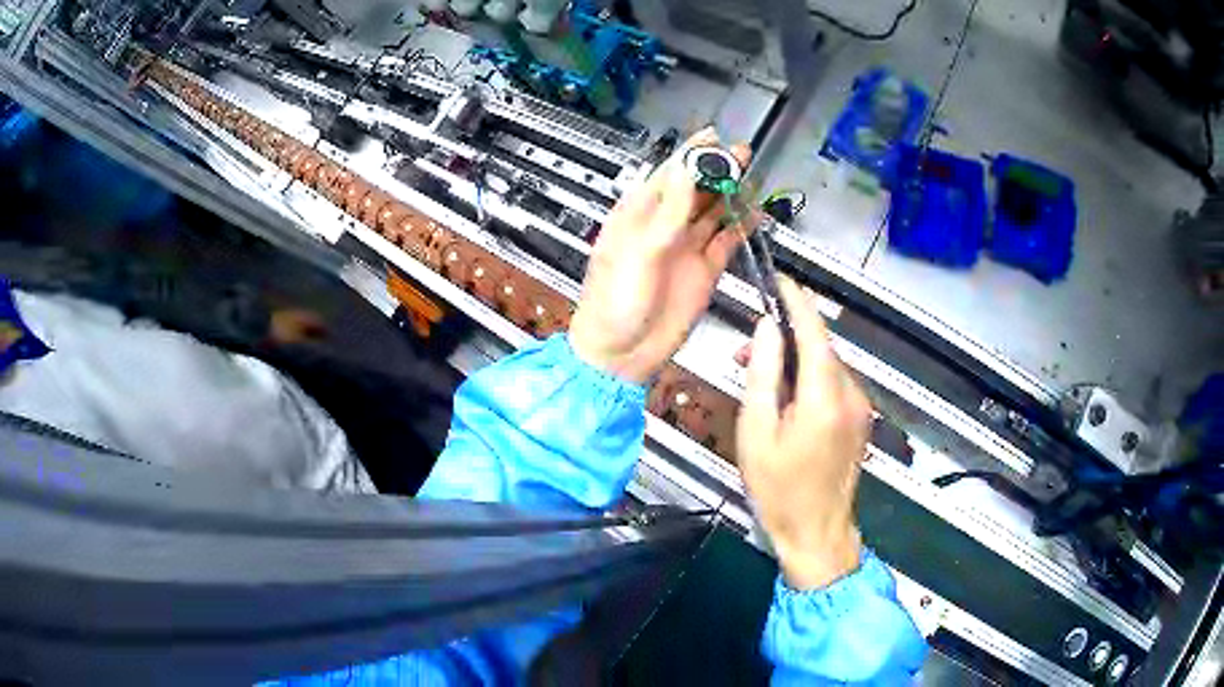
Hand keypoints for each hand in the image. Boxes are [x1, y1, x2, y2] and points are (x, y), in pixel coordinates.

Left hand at [569, 129, 750, 383]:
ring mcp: (685, 248)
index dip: (691, 154)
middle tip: (741, 153)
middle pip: (695, 189)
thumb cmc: (614, 303)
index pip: (669, 175)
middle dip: (717, 169)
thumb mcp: (639, 252)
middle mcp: (663, 227)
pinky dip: (740, 227)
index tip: (712, 136)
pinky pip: (725, 242)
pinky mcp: (703, 271)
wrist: (621, 354)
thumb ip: (667, 213)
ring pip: (713, 212)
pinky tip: (753, 213)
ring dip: (731, 194)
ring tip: (750, 175)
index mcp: (638, 216)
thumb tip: (686, 172)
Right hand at [736, 278, 872, 589]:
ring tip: (760, 378)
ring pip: (827, 366)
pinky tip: (786, 397)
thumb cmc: (779, 489)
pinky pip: (834, 385)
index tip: (779, 280)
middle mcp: (851, 395)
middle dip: (787, 337)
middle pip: (820, 348)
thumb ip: (763, 374)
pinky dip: (809, 379)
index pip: (814, 331)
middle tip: (746, 351)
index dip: (797, 301)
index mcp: (825, 397)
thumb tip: (767, 328)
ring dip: (796, 361)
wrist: (817, 534)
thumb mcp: (757, 432)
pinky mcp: (860, 421)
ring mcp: (860, 409)